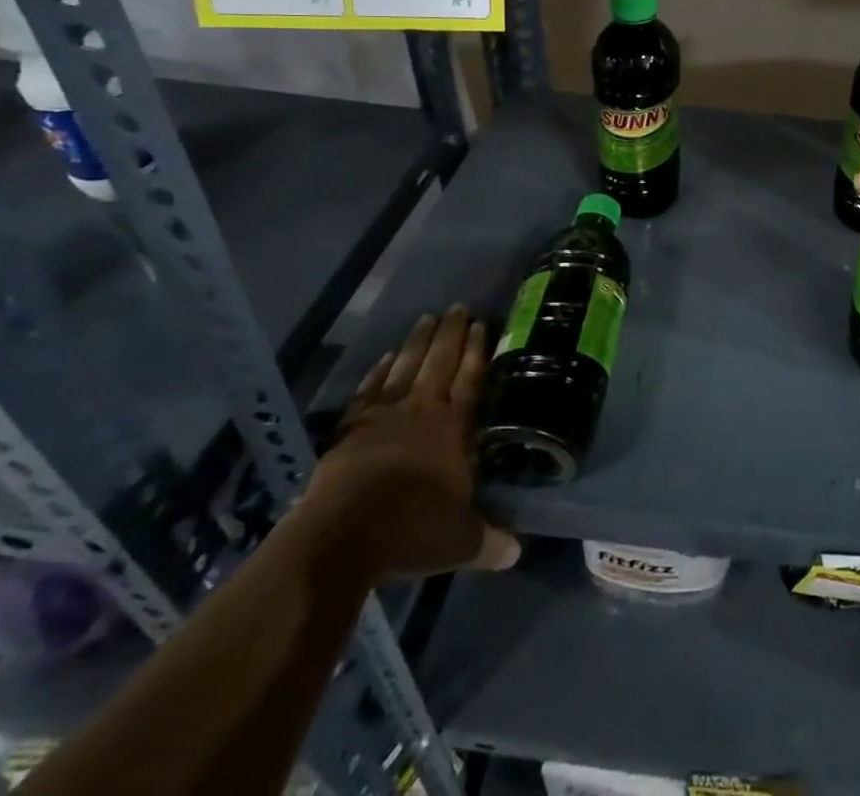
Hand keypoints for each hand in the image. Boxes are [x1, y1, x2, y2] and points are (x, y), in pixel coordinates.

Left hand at [299, 307, 519, 581]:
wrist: (342, 537)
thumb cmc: (411, 532)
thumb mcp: (460, 543)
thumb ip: (489, 541)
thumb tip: (517, 552)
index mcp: (453, 429)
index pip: (471, 379)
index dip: (478, 351)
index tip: (483, 323)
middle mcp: (421, 411)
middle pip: (440, 362)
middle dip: (452, 333)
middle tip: (459, 306)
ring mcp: (382, 417)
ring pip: (406, 367)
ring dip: (418, 342)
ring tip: (427, 318)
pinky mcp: (350, 429)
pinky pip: (369, 390)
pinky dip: (379, 371)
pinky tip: (386, 357)